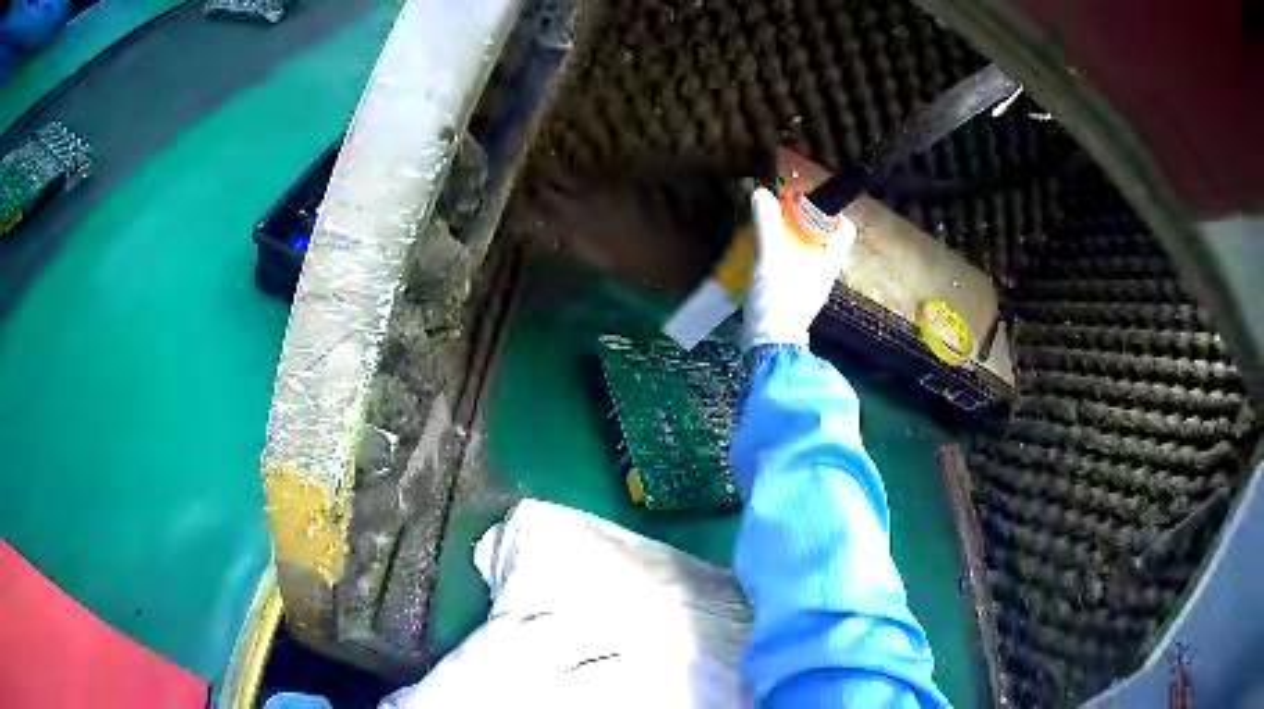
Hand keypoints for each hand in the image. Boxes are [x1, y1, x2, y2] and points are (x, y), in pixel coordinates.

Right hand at [742, 187, 856, 348]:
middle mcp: (824, 272)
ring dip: (787, 241)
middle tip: (778, 215)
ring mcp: (809, 286)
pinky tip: (759, 258)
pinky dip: (779, 259)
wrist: (770, 344)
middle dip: (802, 224)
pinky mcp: (793, 298)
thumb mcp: (771, 255)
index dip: (830, 212)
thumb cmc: (779, 299)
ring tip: (764, 234)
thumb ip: (767, 223)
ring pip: (805, 253)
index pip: (844, 229)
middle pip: (822, 239)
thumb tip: (761, 193)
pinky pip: (792, 269)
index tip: (807, 203)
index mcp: (829, 260)